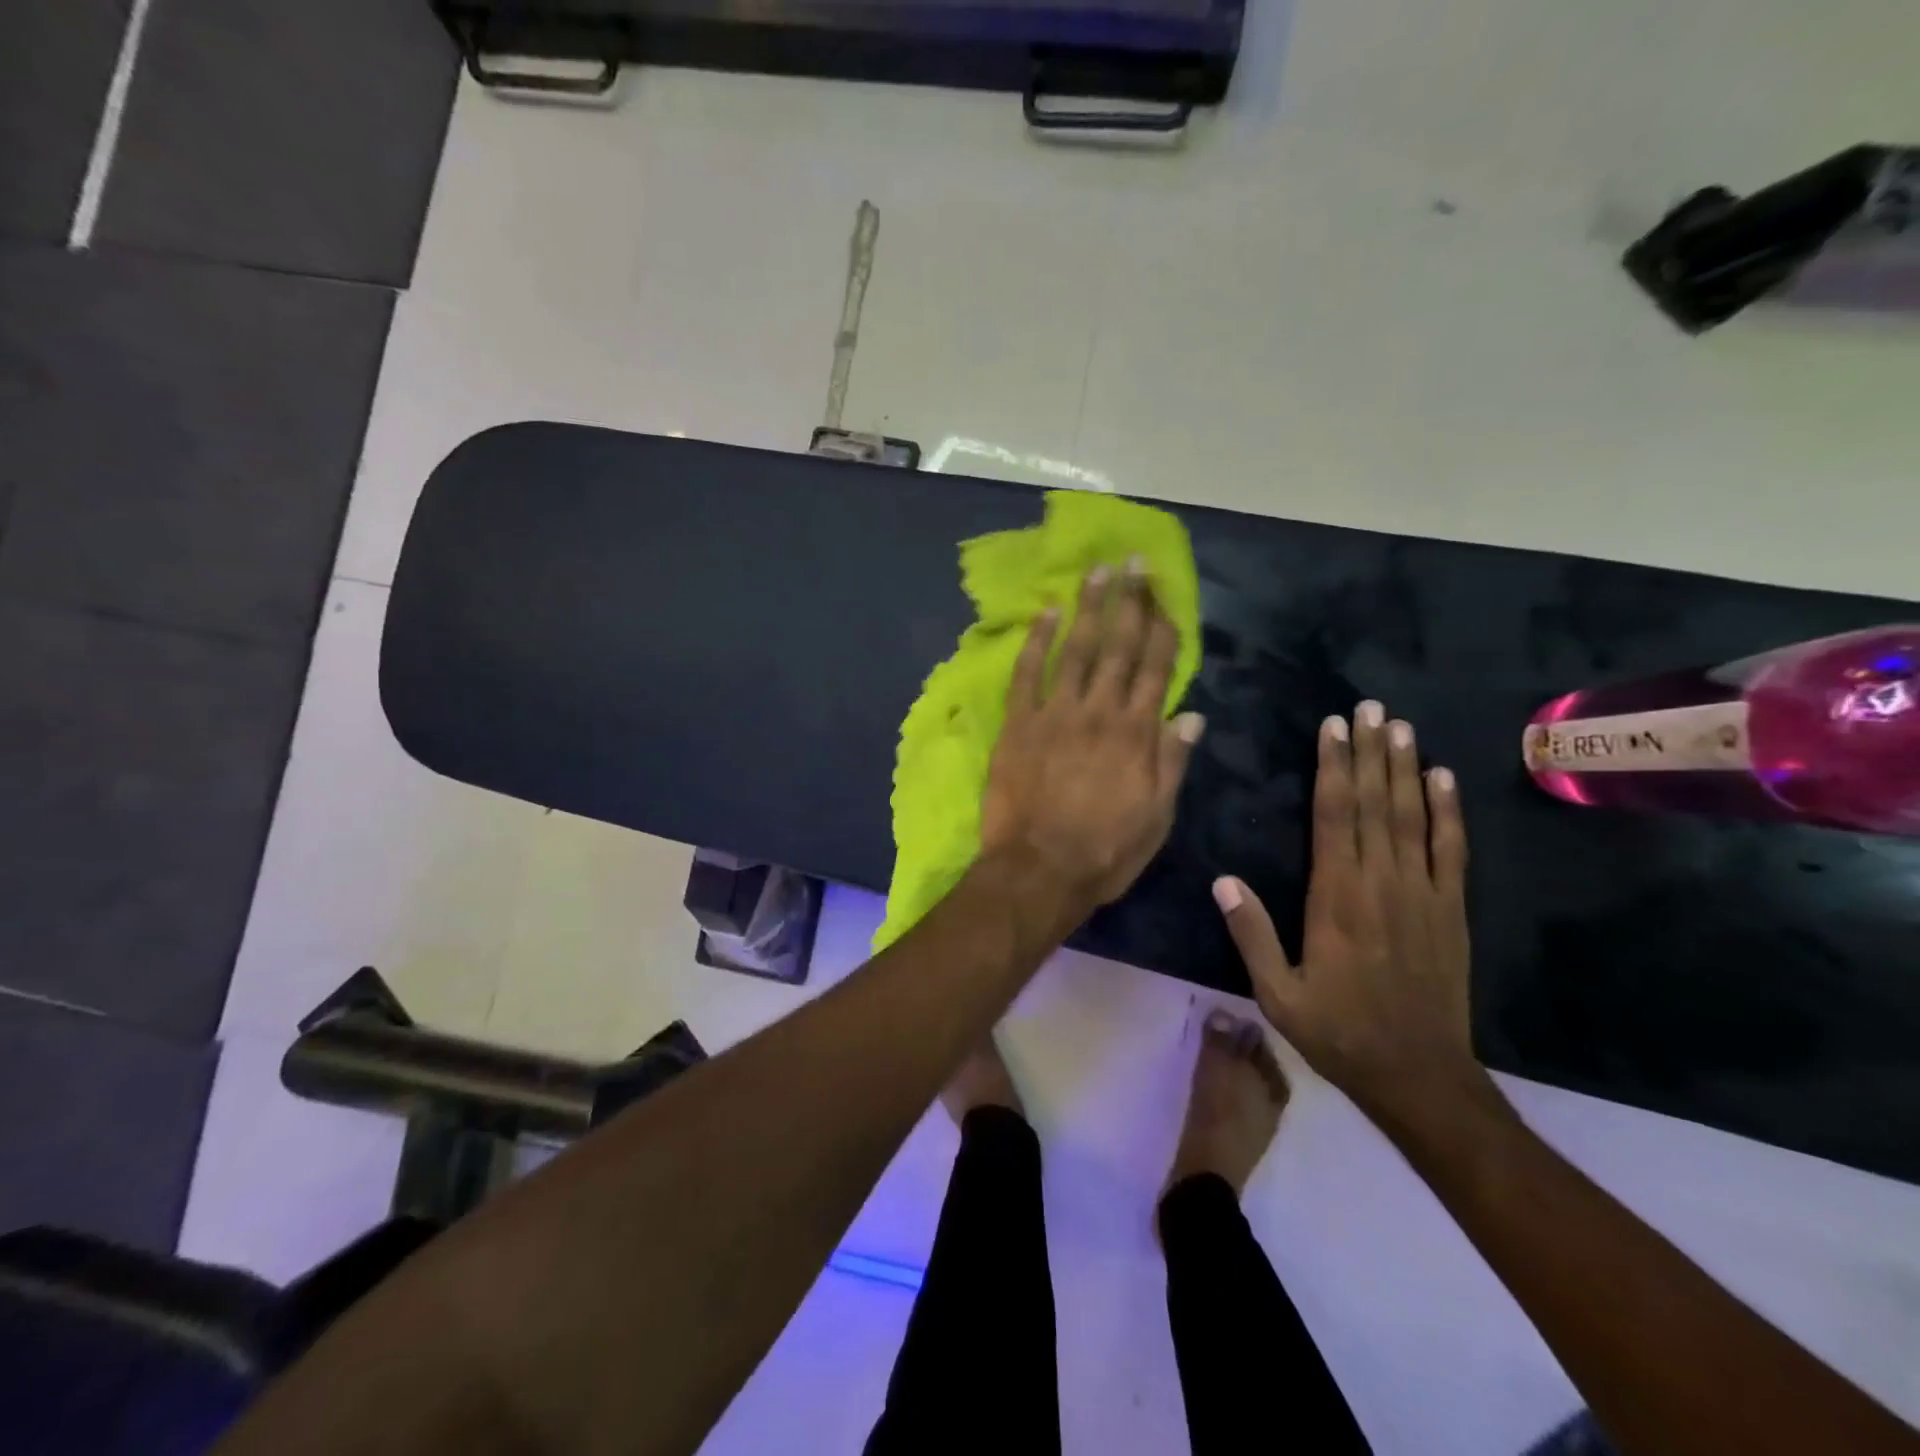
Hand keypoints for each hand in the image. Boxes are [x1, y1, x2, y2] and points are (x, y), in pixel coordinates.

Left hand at [980, 559, 1204, 910]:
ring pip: (1076, 650)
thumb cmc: (1104, 851)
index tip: (1167, 594)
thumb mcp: (1156, 817)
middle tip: (1135, 562)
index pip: (1156, 669)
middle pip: (1119, 647)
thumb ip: (1172, 762)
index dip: (1162, 628)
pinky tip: (1046, 613)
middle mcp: (1099, 712)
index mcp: (1137, 734)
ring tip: (1099, 572)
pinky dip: (1036, 641)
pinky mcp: (1018, 724)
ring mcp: (1055, 714)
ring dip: (1089, 608)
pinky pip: (1027, 673)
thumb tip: (1192, 715)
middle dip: (1131, 602)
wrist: (1038, 870)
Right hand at [1213, 703, 1480, 1118]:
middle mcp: (1380, 883)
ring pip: (1412, 817)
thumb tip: (1223, 880)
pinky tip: (1443, 778)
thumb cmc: (1337, 1031)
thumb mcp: (1276, 994)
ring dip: (1406, 768)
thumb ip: (1251, 935)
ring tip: (1400, 726)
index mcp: (1335, 898)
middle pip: (1374, 804)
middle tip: (1368, 706)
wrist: (1419, 1075)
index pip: (1333, 818)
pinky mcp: (1450, 909)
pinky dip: (1448, 810)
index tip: (1332, 728)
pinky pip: (1451, 850)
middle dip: (1369, 752)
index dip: (1333, 769)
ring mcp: (1422, 894)